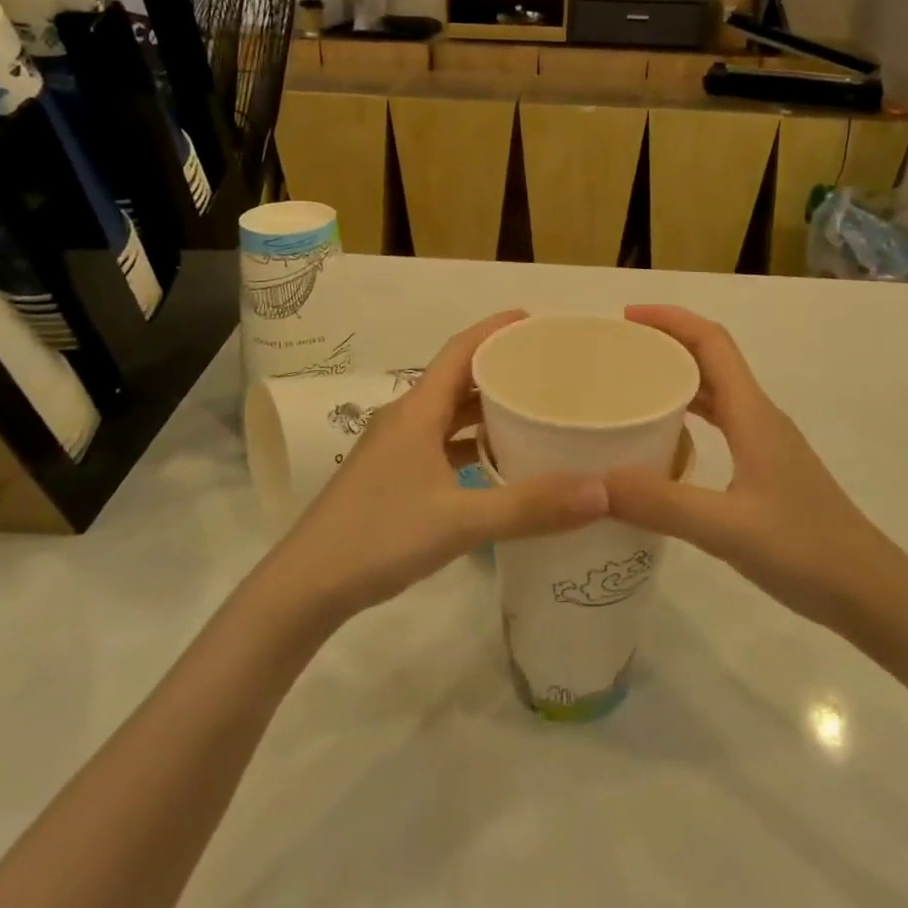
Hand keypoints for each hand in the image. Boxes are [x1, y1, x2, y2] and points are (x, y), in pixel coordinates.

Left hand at [260, 311, 611, 627]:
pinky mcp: (391, 476)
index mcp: (416, 410)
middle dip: (499, 369)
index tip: (534, 321)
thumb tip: (600, 491)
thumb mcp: (460, 521)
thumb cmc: (379, 537)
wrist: (306, 586)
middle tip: (547, 370)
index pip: (459, 350)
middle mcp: (405, 419)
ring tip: (532, 411)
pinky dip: (470, 444)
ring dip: (485, 409)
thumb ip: (529, 506)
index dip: (494, 329)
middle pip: (456, 379)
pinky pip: (439, 444)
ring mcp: (394, 449)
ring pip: (447, 414)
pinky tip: (496, 465)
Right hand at [603, 305, 890, 630]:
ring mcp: (765, 443)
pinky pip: (720, 423)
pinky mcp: (766, 469)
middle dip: (665, 344)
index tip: (625, 318)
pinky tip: (662, 441)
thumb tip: (592, 483)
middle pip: (710, 359)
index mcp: (752, 413)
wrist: (871, 593)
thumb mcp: (726, 528)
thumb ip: (660, 504)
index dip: (670, 320)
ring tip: (629, 388)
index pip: (712, 341)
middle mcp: (759, 416)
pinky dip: (687, 416)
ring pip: (715, 392)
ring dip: (675, 379)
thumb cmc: (806, 550)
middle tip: (616, 354)